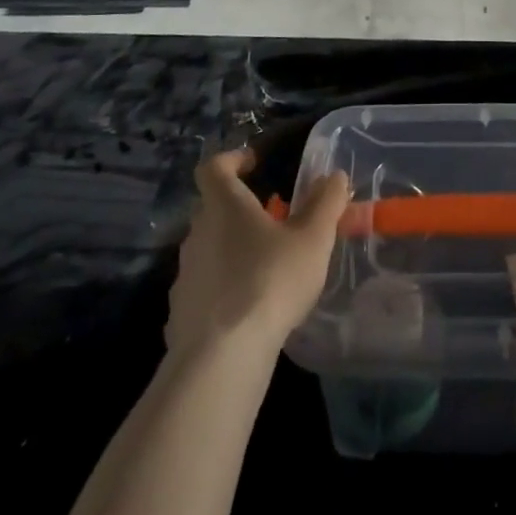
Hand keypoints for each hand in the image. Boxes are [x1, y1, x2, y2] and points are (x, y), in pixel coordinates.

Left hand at [166, 150, 350, 360]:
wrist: (222, 355)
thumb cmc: (271, 280)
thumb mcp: (313, 238)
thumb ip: (326, 203)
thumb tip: (335, 176)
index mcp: (224, 206)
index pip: (214, 167)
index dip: (232, 159)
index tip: (254, 163)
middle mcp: (196, 232)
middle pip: (213, 209)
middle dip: (241, 210)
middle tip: (273, 220)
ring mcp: (184, 273)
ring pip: (209, 248)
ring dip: (233, 249)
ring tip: (266, 266)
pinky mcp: (181, 311)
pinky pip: (204, 287)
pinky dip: (223, 287)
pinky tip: (248, 308)